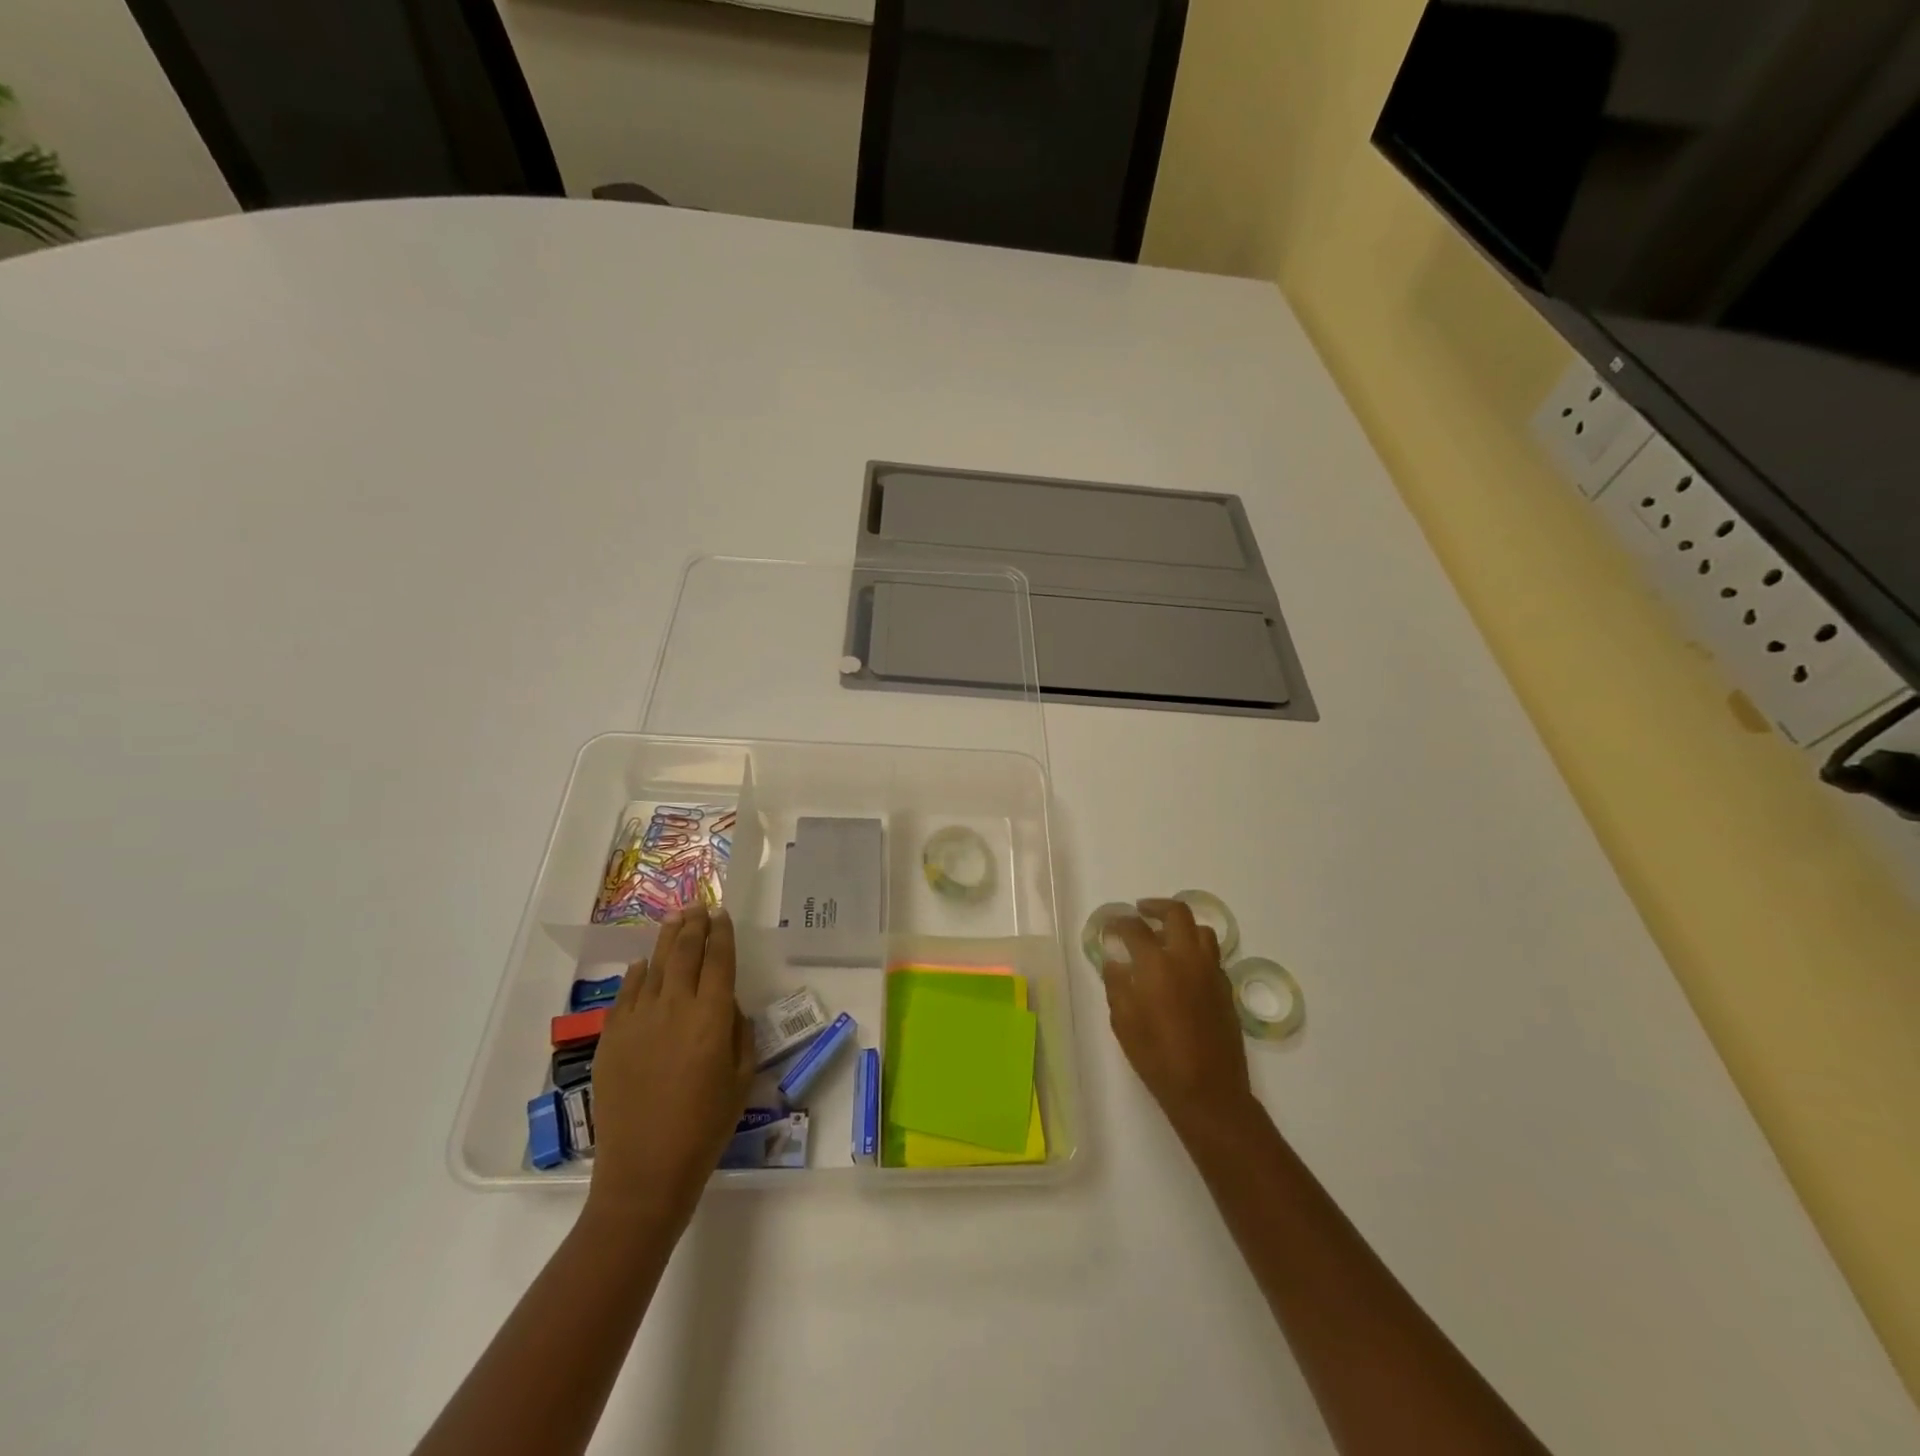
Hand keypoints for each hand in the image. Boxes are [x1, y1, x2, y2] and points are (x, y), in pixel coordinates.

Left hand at [588, 905, 754, 1229]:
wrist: (645, 1169)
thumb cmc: (706, 1126)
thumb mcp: (741, 1077)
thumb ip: (738, 1031)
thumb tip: (726, 1004)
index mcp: (712, 1016)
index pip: (719, 959)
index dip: (722, 932)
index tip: (722, 913)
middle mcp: (675, 1007)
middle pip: (686, 952)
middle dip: (694, 925)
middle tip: (698, 905)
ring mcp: (638, 1020)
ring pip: (655, 965)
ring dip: (667, 939)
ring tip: (675, 919)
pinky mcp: (612, 1037)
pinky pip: (626, 993)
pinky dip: (639, 974)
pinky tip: (645, 965)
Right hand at [1102, 898, 1255, 1138]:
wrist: (1208, 1091)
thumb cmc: (1157, 1057)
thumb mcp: (1123, 1022)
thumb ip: (1117, 984)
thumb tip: (1115, 961)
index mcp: (1157, 964)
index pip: (1135, 928)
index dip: (1118, 922)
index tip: (1109, 926)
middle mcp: (1187, 958)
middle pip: (1177, 913)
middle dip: (1156, 906)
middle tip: (1141, 911)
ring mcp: (1212, 972)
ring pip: (1201, 930)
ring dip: (1181, 926)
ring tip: (1165, 937)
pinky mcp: (1226, 988)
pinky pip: (1211, 955)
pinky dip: (1195, 950)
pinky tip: (1182, 968)